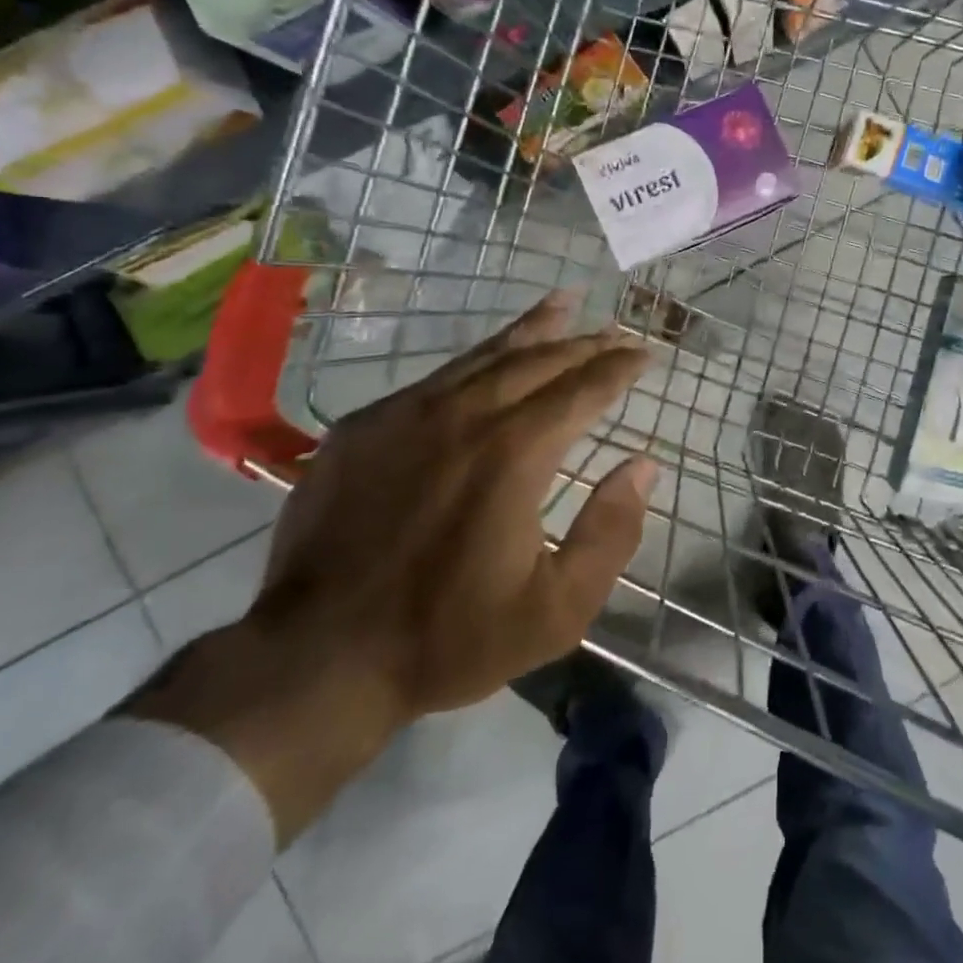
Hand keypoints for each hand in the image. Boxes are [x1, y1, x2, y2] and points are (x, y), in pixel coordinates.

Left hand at [129, 293, 654, 841]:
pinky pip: (436, 377)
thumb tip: (643, 465)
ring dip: (533, 329)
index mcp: (515, 454)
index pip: (582, 390)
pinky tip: (488, 357)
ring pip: (485, 355)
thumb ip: (610, 533)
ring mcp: (407, 415)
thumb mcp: (556, 609)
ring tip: (564, 302)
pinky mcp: (364, 426)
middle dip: (586, 342)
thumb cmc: (448, 638)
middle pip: (539, 361)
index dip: (618, 368)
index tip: (645, 353)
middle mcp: (465, 416)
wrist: (317, 660)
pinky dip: (477, 357)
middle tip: (617, 331)